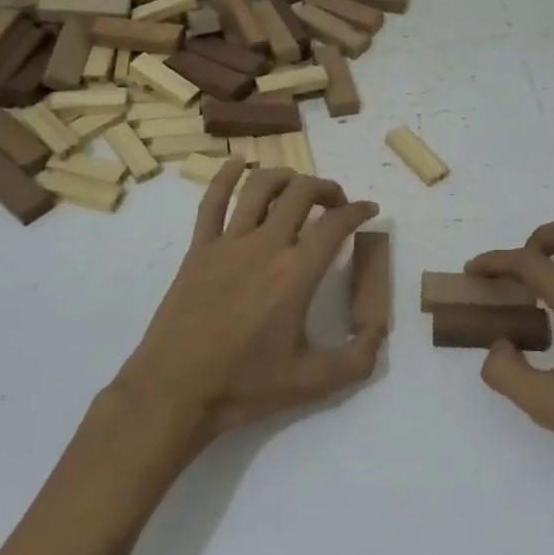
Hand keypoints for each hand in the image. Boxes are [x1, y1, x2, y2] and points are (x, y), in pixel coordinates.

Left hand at [108, 162, 384, 450]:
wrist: (174, 392)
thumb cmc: (245, 386)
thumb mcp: (313, 383)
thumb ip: (357, 359)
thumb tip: (378, 333)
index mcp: (296, 273)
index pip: (335, 224)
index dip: (358, 210)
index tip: (368, 210)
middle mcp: (265, 246)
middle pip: (301, 193)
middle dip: (326, 188)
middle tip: (336, 202)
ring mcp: (227, 243)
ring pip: (260, 187)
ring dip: (286, 177)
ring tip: (298, 186)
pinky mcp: (198, 249)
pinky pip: (212, 200)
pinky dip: (226, 175)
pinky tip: (238, 162)